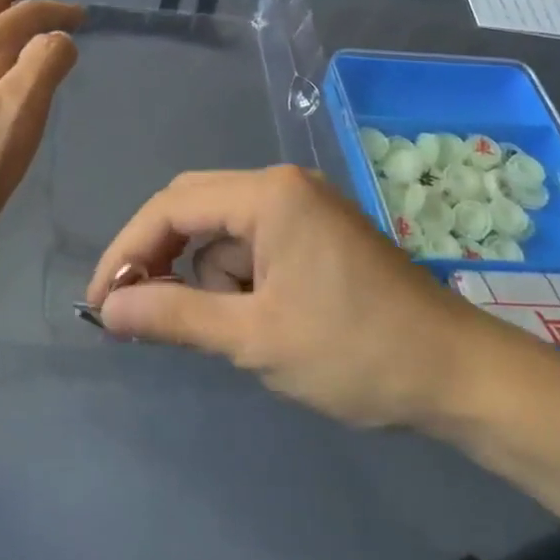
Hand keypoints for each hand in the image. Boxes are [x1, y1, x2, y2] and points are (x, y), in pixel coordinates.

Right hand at [86, 167, 498, 429]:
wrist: (459, 374)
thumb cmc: (356, 352)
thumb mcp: (255, 338)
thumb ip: (174, 316)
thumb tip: (109, 307)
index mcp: (268, 194)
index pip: (171, 207)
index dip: (127, 252)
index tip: (101, 301)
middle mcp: (282, 184)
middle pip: (193, 208)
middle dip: (160, 259)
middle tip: (135, 312)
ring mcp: (303, 205)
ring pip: (221, 230)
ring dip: (205, 276)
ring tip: (226, 331)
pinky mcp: (316, 231)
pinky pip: (253, 243)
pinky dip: (236, 278)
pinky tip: (253, 319)